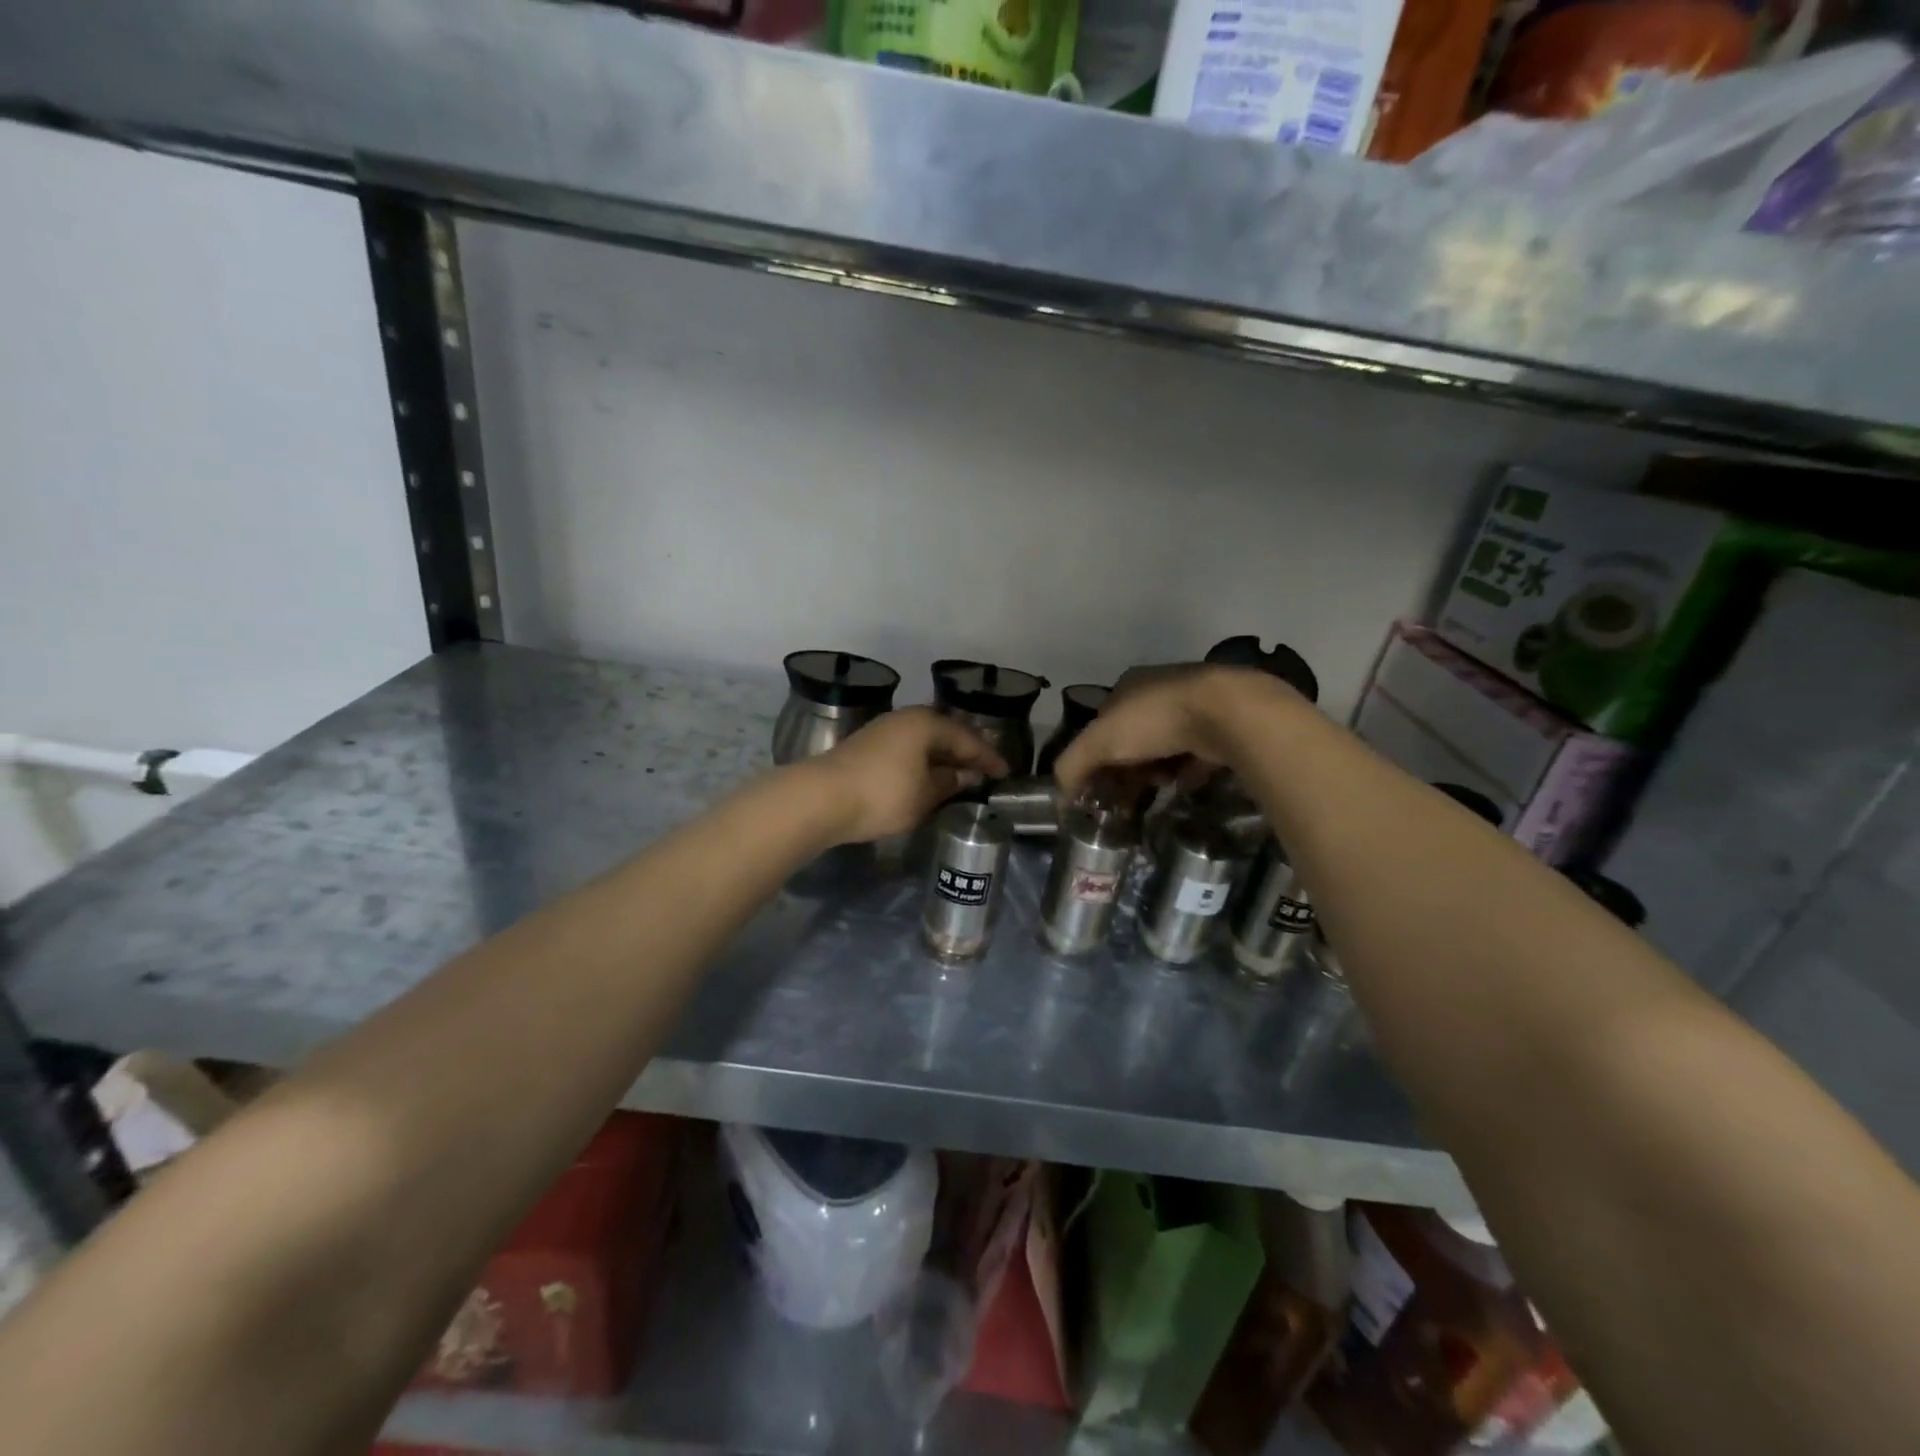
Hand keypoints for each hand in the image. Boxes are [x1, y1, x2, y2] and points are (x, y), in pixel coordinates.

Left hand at [801, 708, 1008, 844]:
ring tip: (959, 776)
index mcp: (926, 723)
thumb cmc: (883, 794)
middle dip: (965, 753)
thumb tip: (966, 775)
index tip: (1005, 773)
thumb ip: (950, 783)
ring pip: (923, 742)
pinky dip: (922, 762)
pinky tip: (926, 778)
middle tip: (984, 771)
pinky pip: (907, 749)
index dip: (988, 758)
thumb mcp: (925, 795)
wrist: (821, 798)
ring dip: (942, 758)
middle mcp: (906, 718)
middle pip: (944, 734)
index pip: (967, 738)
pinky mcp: (866, 746)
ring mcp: (883, 730)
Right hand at [1054, 665, 1291, 795]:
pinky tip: (1185, 785)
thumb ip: (1072, 767)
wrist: (1227, 713)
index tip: (1097, 787)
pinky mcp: (1224, 724)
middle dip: (1126, 769)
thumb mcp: (1099, 742)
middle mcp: (1159, 690)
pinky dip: (1188, 771)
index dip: (1095, 757)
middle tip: (1125, 799)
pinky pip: (1197, 754)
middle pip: (1133, 738)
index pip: (1101, 725)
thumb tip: (1060, 796)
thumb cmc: (1155, 721)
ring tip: (1158, 790)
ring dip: (1156, 771)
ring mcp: (1195, 705)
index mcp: (1126, 686)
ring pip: (1165, 747)